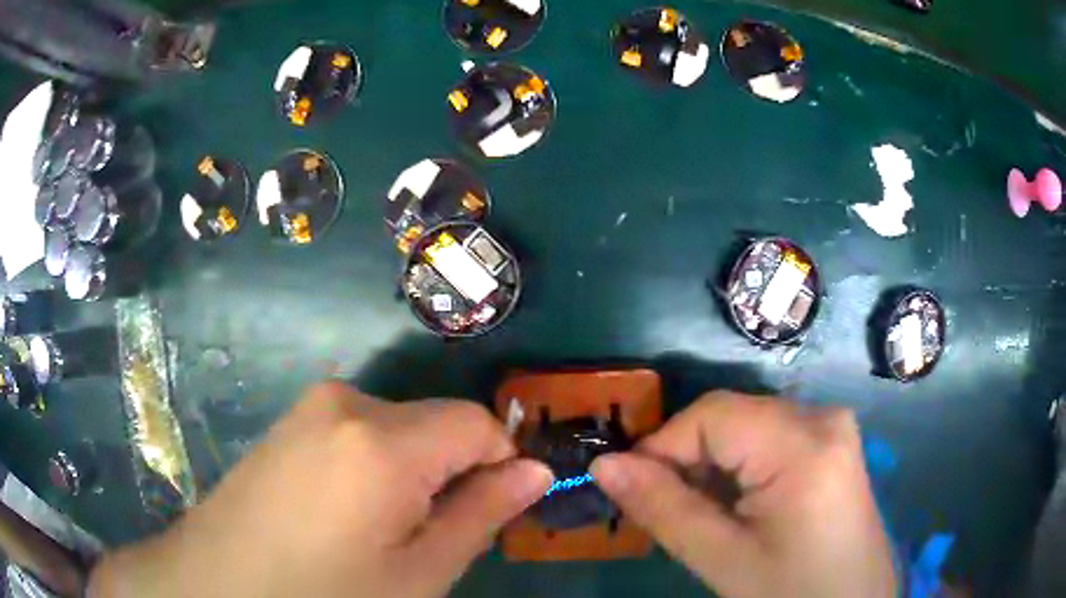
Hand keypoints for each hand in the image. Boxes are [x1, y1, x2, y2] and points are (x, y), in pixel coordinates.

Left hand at [88, 382, 552, 597]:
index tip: (494, 507)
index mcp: (383, 441)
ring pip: (397, 427)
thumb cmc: (325, 592)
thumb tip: (535, 473)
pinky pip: (358, 430)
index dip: (499, 462)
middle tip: (429, 532)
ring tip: (383, 528)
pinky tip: (346, 511)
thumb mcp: (418, 573)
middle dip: (452, 470)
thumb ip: (481, 515)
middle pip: (435, 422)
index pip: (477, 423)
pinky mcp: (289, 420)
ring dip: (413, 470)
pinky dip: (375, 464)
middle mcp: (347, 402)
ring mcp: (310, 406)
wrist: (218, 583)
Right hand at [591, 391, 896, 597]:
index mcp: (804, 444)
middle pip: (731, 417)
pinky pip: (770, 436)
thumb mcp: (724, 560)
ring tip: (704, 513)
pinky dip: (740, 465)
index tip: (633, 490)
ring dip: (712, 464)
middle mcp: (822, 417)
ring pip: (747, 425)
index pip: (712, 415)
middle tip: (667, 510)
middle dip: (687, 459)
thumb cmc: (791, 592)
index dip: (662, 447)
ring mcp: (832, 426)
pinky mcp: (832, 442)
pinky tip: (738, 504)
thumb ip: (663, 509)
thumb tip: (604, 465)